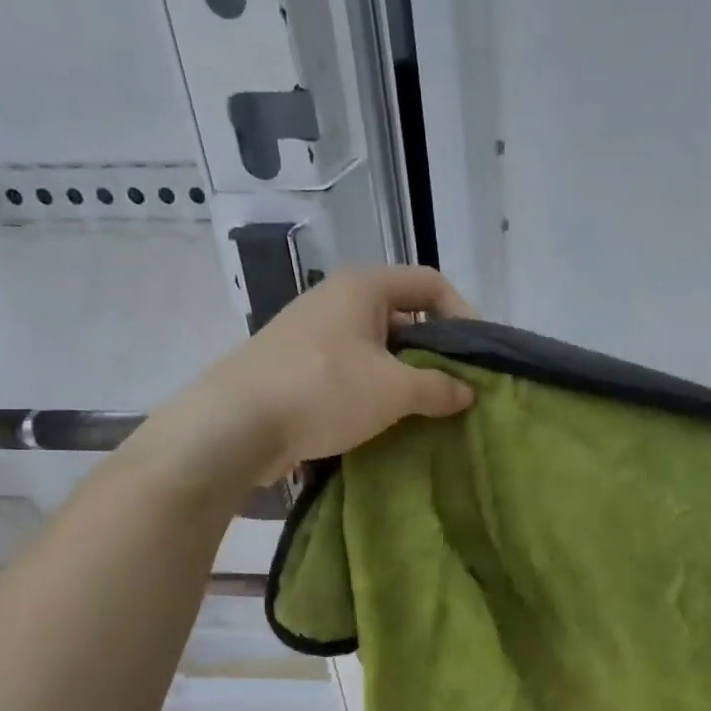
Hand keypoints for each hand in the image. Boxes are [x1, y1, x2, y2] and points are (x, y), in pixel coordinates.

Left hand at [127, 266, 476, 503]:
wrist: (233, 426)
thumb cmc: (323, 391)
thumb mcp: (393, 390)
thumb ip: (439, 387)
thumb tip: (467, 392)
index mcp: (362, 287)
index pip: (430, 283)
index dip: (463, 314)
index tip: (476, 357)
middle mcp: (337, 300)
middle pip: (404, 315)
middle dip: (435, 351)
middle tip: (456, 387)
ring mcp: (313, 333)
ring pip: (378, 346)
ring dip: (406, 375)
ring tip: (426, 410)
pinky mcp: (298, 366)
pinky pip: (352, 369)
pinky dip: (376, 389)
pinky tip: (386, 421)